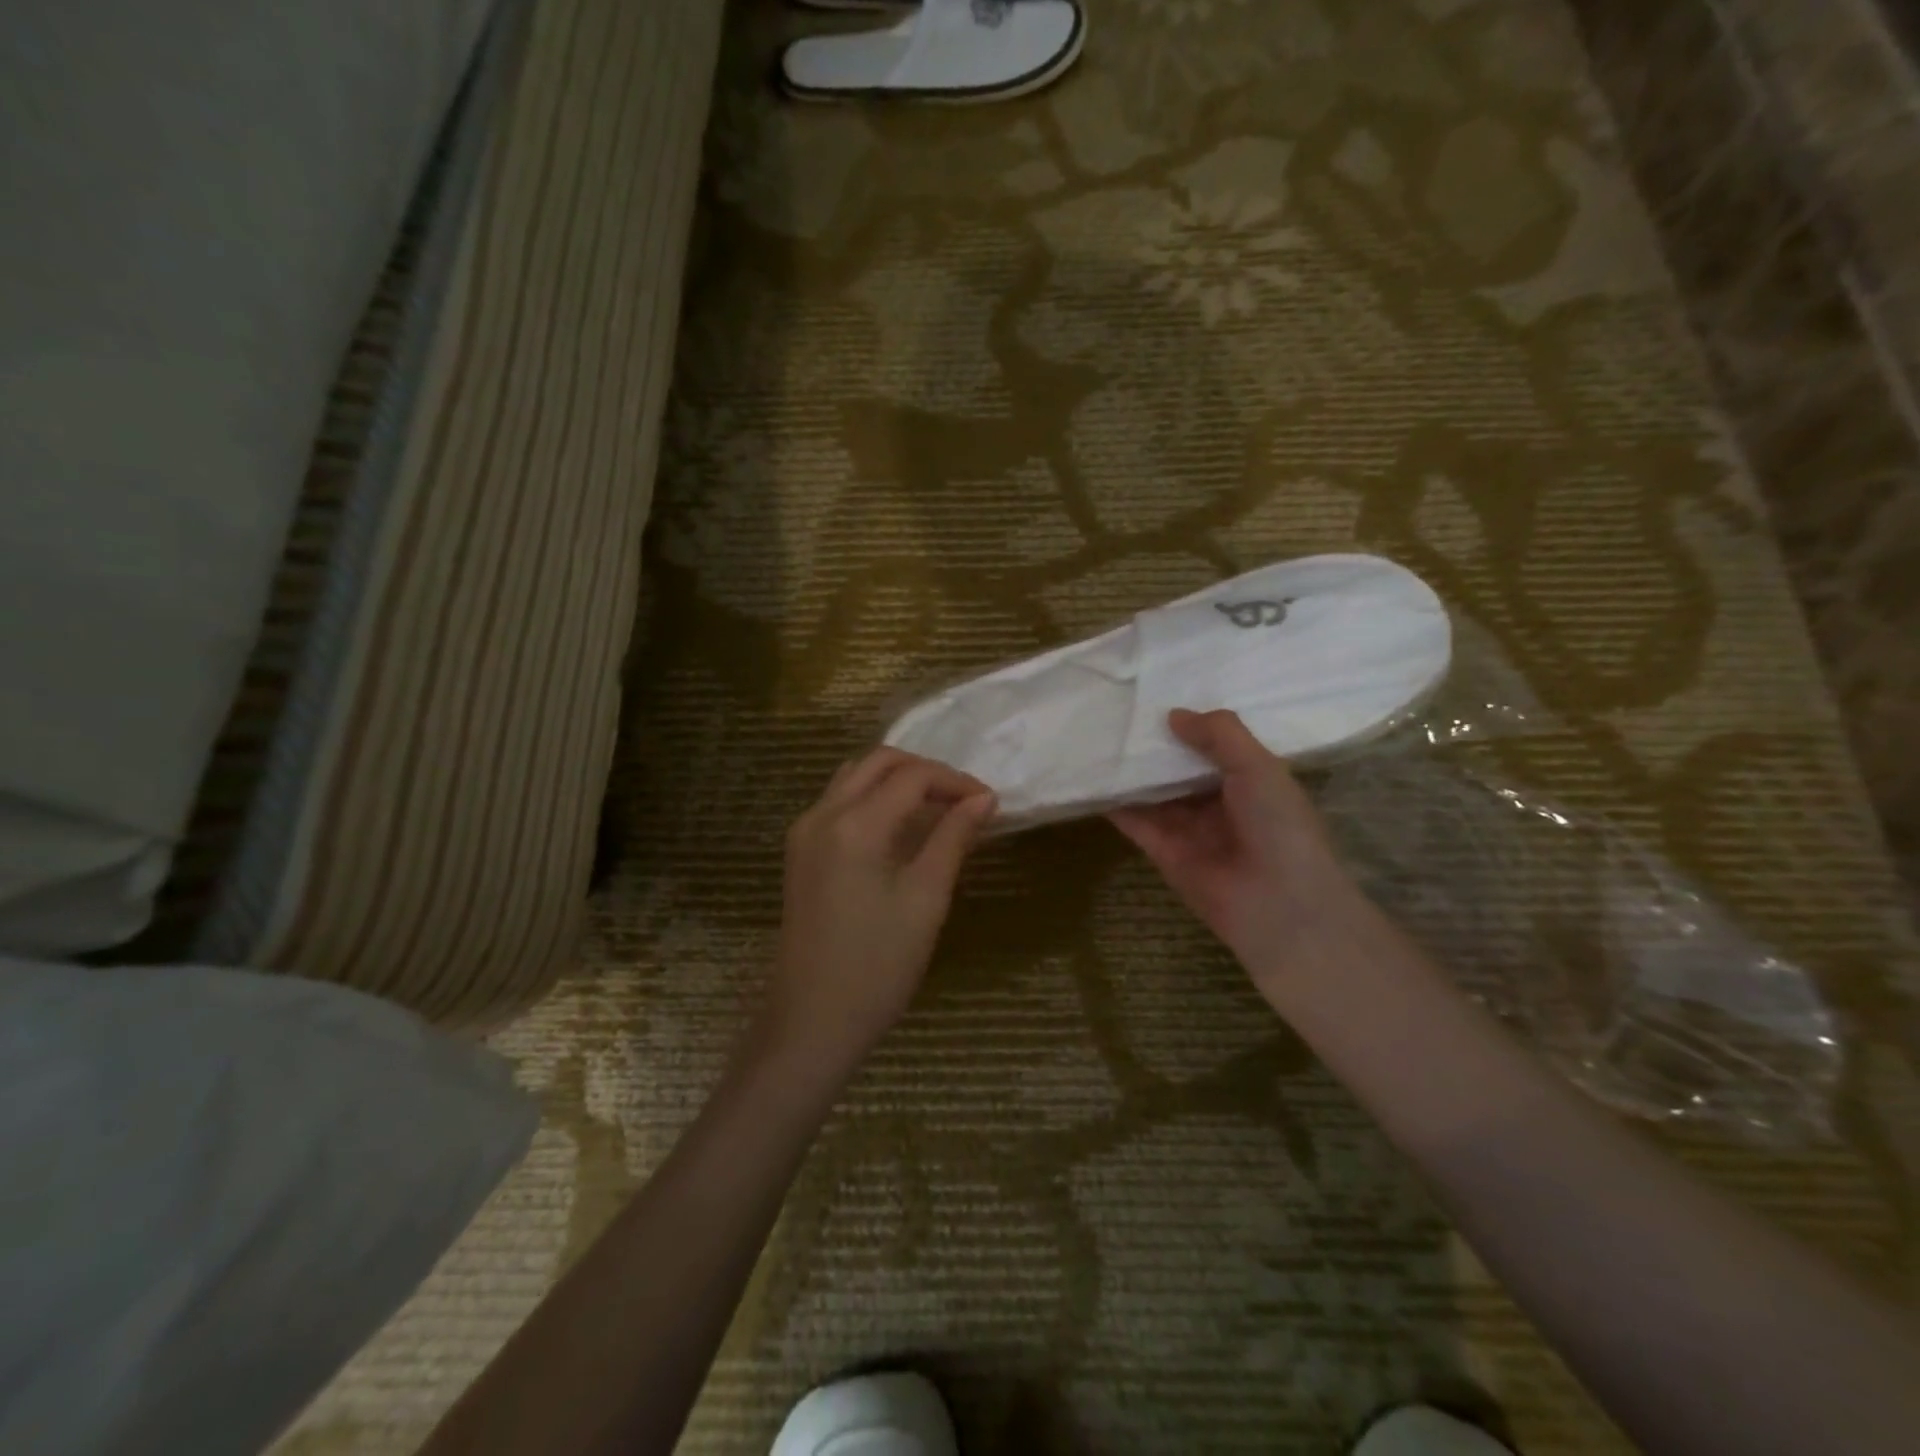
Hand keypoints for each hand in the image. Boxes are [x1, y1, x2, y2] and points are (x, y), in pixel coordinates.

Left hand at [756, 748, 996, 1075]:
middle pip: (878, 762)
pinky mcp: (800, 851)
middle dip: (926, 771)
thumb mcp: (926, 899)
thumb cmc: (878, 966)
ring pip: (855, 777)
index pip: (912, 776)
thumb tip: (983, 799)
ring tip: (937, 808)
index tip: (989, 802)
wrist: (812, 1022)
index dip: (955, 781)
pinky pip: (839, 802)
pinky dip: (874, 798)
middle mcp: (822, 814)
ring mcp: (804, 832)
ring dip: (897, 780)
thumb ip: (953, 839)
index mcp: (854, 825)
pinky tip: (901, 827)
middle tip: (964, 799)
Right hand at [1108, 709, 1372, 996]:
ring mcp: (1189, 829)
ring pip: (1154, 792)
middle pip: (1179, 768)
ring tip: (1099, 736)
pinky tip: (1092, 777)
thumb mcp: (1258, 766)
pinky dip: (1115, 802)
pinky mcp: (1162, 851)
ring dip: (1131, 771)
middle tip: (1119, 710)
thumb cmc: (1279, 826)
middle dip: (1155, 745)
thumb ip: (1219, 734)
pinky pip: (1135, 821)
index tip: (1160, 696)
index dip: (1191, 724)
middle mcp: (1219, 803)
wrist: (1277, 904)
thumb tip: (1173, 715)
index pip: (1216, 746)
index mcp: (1251, 781)